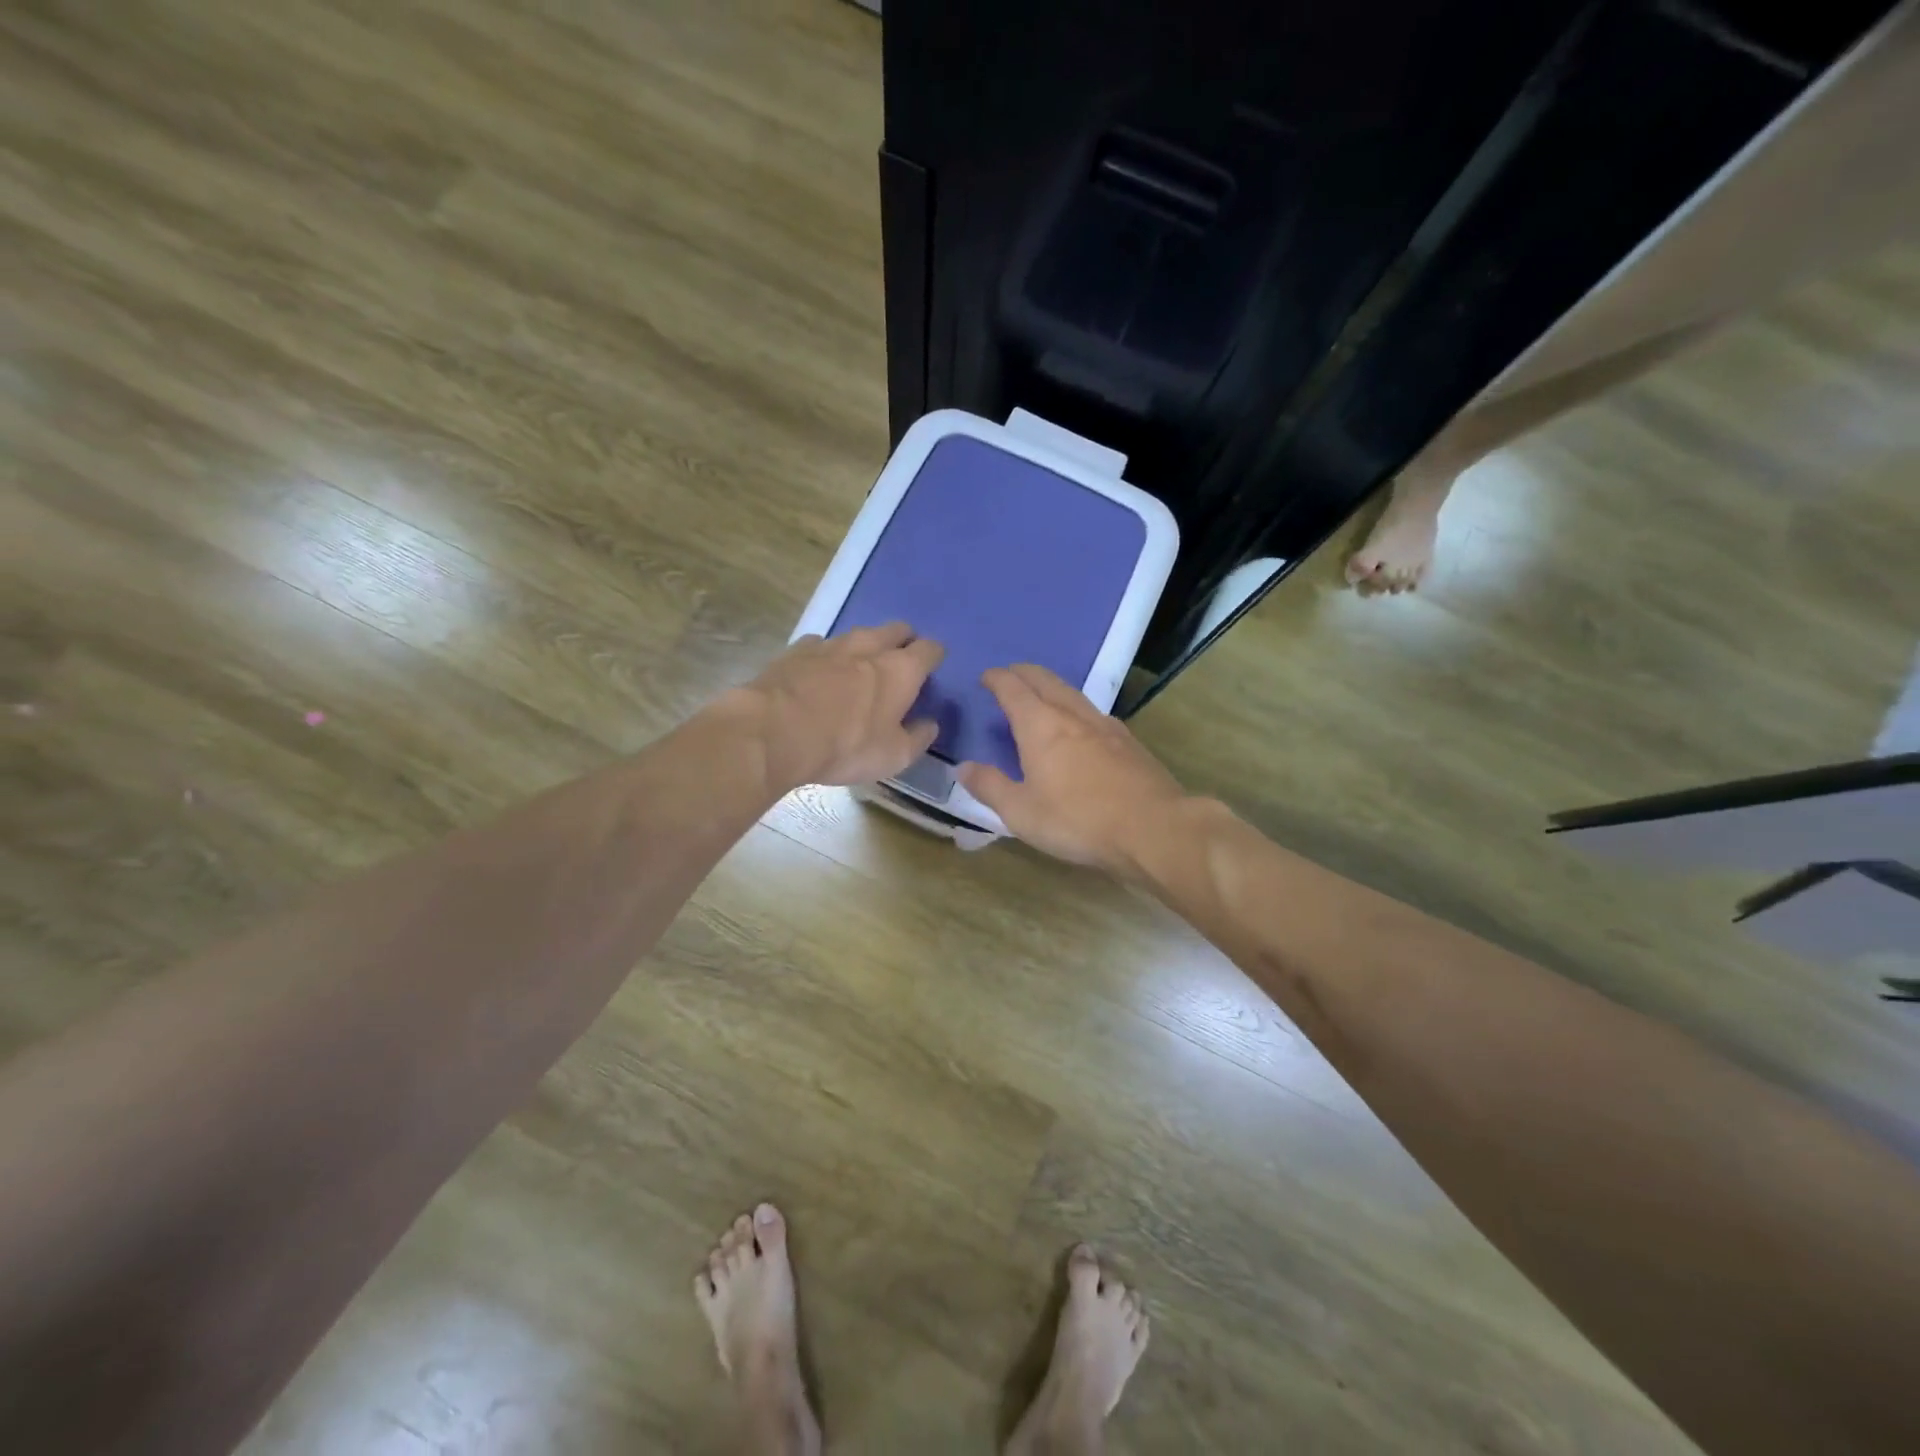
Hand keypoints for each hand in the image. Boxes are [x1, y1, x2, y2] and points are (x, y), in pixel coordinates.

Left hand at [734, 623, 943, 791]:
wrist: (774, 732)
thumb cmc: (845, 746)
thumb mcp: (893, 756)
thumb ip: (918, 738)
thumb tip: (930, 724)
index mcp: (901, 670)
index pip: (929, 649)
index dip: (934, 657)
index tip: (932, 669)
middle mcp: (869, 647)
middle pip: (896, 630)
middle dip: (903, 641)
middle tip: (899, 663)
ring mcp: (831, 644)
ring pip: (858, 634)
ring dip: (865, 647)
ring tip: (860, 668)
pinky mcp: (797, 650)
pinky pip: (821, 645)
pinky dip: (827, 656)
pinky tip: (819, 673)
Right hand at [956, 664, 1189, 872]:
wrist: (1153, 828)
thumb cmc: (1078, 820)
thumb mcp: (1021, 812)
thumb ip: (990, 787)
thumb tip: (963, 767)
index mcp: (1040, 726)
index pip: (1013, 688)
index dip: (997, 679)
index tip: (986, 677)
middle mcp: (1072, 715)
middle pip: (1045, 680)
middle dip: (1023, 673)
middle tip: (1009, 676)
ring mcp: (1105, 725)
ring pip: (1072, 693)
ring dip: (1051, 687)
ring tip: (1040, 696)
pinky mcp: (1128, 742)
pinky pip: (1093, 712)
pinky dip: (1075, 708)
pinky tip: (1079, 726)